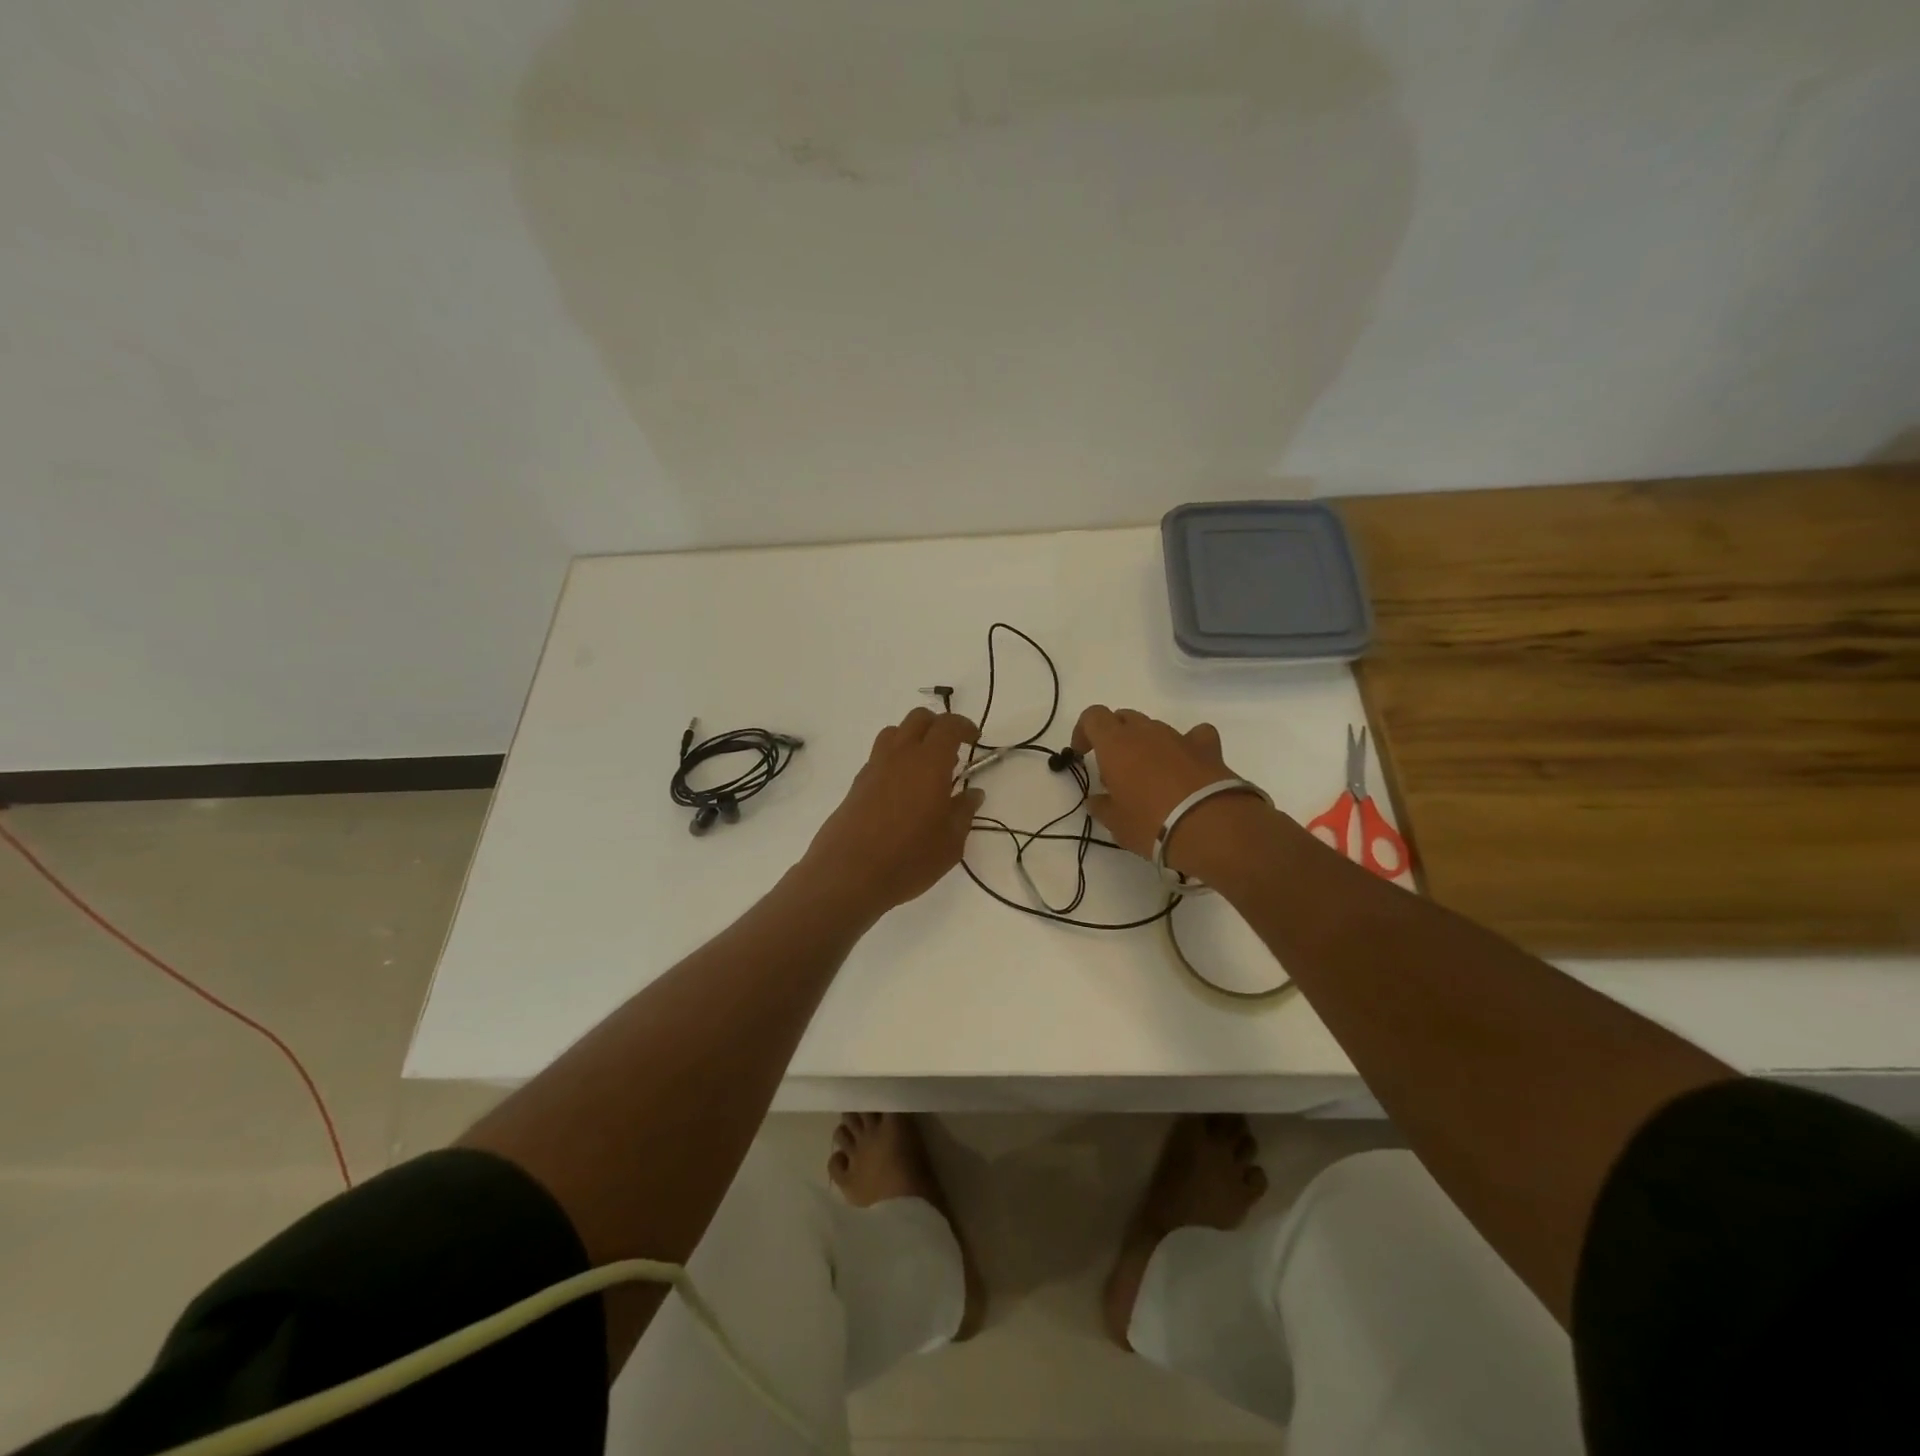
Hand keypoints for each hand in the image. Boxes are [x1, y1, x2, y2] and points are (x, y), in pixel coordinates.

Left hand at [801, 707, 983, 916]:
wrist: (848, 875)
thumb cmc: (908, 858)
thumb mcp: (950, 842)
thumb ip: (964, 812)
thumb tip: (973, 794)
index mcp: (928, 762)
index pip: (948, 726)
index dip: (965, 727)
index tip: (974, 740)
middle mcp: (900, 755)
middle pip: (918, 719)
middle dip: (938, 726)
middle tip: (952, 751)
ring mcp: (874, 767)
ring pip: (895, 733)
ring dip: (913, 739)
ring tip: (926, 769)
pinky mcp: (857, 784)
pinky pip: (880, 756)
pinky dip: (896, 759)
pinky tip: (904, 790)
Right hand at [1072, 706, 1265, 873]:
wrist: (1210, 827)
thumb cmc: (1151, 823)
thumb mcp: (1116, 823)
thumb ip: (1102, 806)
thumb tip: (1096, 800)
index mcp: (1115, 743)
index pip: (1093, 716)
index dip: (1084, 731)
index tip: (1083, 754)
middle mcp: (1145, 732)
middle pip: (1123, 718)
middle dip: (1114, 736)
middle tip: (1115, 769)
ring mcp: (1178, 737)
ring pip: (1154, 727)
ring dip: (1146, 743)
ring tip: (1150, 775)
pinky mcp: (1208, 748)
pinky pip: (1195, 735)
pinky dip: (1188, 745)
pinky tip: (1188, 763)